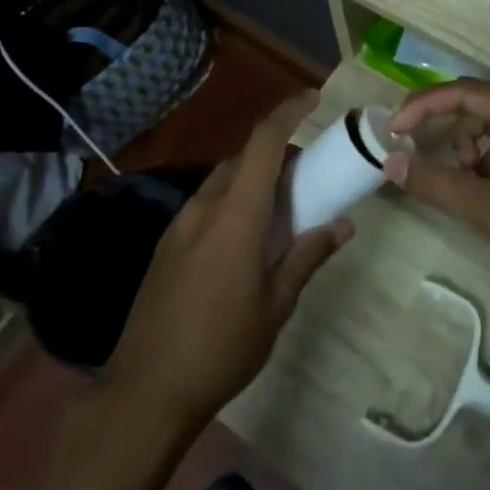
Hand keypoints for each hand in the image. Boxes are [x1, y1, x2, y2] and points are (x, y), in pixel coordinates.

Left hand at [105, 93, 351, 430]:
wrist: (146, 390)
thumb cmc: (222, 347)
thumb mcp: (276, 306)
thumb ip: (307, 257)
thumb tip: (343, 226)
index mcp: (236, 216)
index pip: (263, 143)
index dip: (288, 113)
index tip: (313, 99)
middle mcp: (203, 207)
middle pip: (242, 159)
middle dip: (276, 153)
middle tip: (308, 174)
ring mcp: (178, 225)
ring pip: (222, 181)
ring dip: (252, 179)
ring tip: (280, 207)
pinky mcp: (166, 246)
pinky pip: (205, 205)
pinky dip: (231, 201)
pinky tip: (245, 238)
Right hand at [383, 82, 489, 327]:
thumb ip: (437, 182)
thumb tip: (390, 161)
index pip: (468, 93)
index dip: (425, 106)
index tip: (392, 129)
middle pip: (478, 107)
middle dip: (444, 128)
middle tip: (412, 151)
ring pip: (489, 131)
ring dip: (465, 152)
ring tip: (461, 187)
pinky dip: (483, 169)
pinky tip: (482, 198)